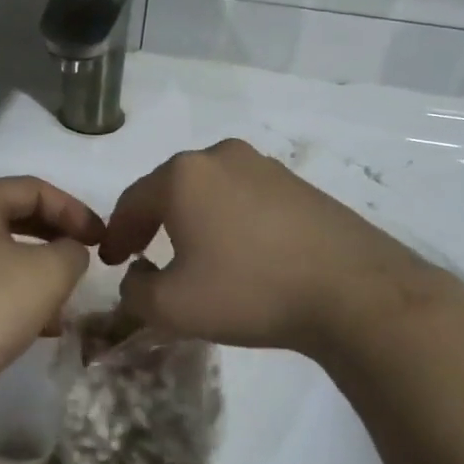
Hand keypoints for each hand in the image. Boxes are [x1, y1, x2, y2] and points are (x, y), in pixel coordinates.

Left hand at [0, 176, 104, 383]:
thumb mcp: (50, 273)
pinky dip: (12, 292)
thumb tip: (68, 252)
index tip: (101, 239)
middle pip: (13, 217)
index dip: (75, 210)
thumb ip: (72, 251)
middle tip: (86, 258)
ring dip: (37, 270)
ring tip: (67, 298)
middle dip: (55, 238)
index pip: (34, 189)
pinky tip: (39, 325)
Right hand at [99, 139, 463, 357]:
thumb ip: (135, 291)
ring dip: (191, 219)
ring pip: (210, 191)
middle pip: (170, 189)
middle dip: (151, 221)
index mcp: (183, 176)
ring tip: (190, 252)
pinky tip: (238, 250)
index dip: (116, 234)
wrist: (352, 291)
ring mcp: (265, 166)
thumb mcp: (172, 307)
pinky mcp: (298, 184)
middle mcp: (221, 157)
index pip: (132, 202)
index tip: (111, 261)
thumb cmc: (249, 291)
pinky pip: (245, 198)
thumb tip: (138, 275)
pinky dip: (228, 220)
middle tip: (142, 253)